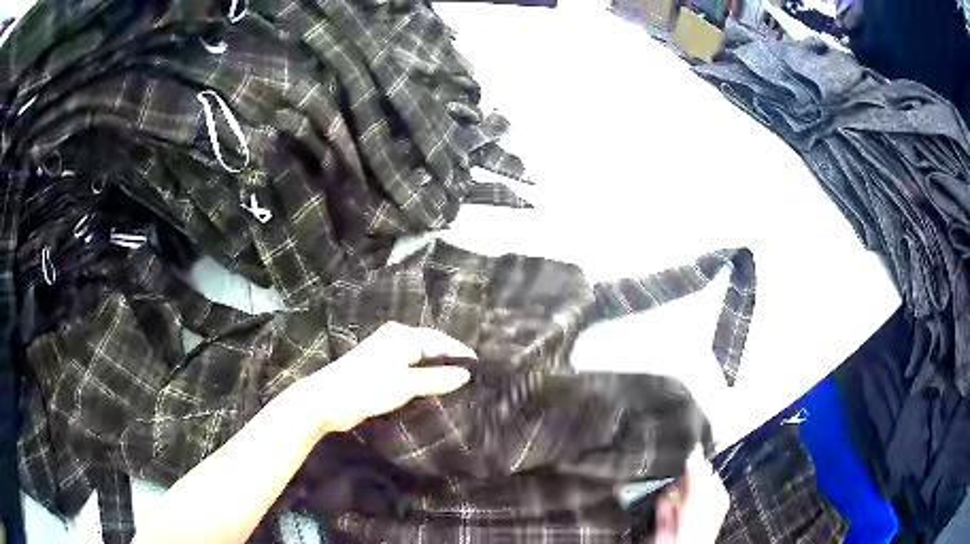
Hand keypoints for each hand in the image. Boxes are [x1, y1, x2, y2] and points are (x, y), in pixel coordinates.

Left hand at [306, 322, 474, 432]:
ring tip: (456, 386)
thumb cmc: (368, 386)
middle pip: (429, 348)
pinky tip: (430, 392)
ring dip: (435, 372)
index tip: (479, 366)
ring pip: (418, 361)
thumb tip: (465, 374)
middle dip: (448, 361)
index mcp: (402, 336)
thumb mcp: (406, 383)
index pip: (439, 339)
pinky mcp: (378, 372)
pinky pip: (408, 372)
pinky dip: (421, 380)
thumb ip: (436, 379)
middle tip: (470, 377)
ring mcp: (385, 356)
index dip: (459, 352)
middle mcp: (394, 340)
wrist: (328, 400)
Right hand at [655, 448, 729, 543]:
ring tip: (672, 494)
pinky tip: (664, 504)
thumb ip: (697, 471)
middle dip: (682, 480)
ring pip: (675, 494)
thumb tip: (694, 452)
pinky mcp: (667, 519)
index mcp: (716, 494)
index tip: (689, 458)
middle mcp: (701, 503)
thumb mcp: (700, 491)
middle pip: (689, 483)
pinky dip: (662, 504)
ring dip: (671, 493)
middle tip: (680, 478)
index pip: (707, 472)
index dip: (697, 465)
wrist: (680, 543)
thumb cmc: (699, 524)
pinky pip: (663, 505)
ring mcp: (683, 512)